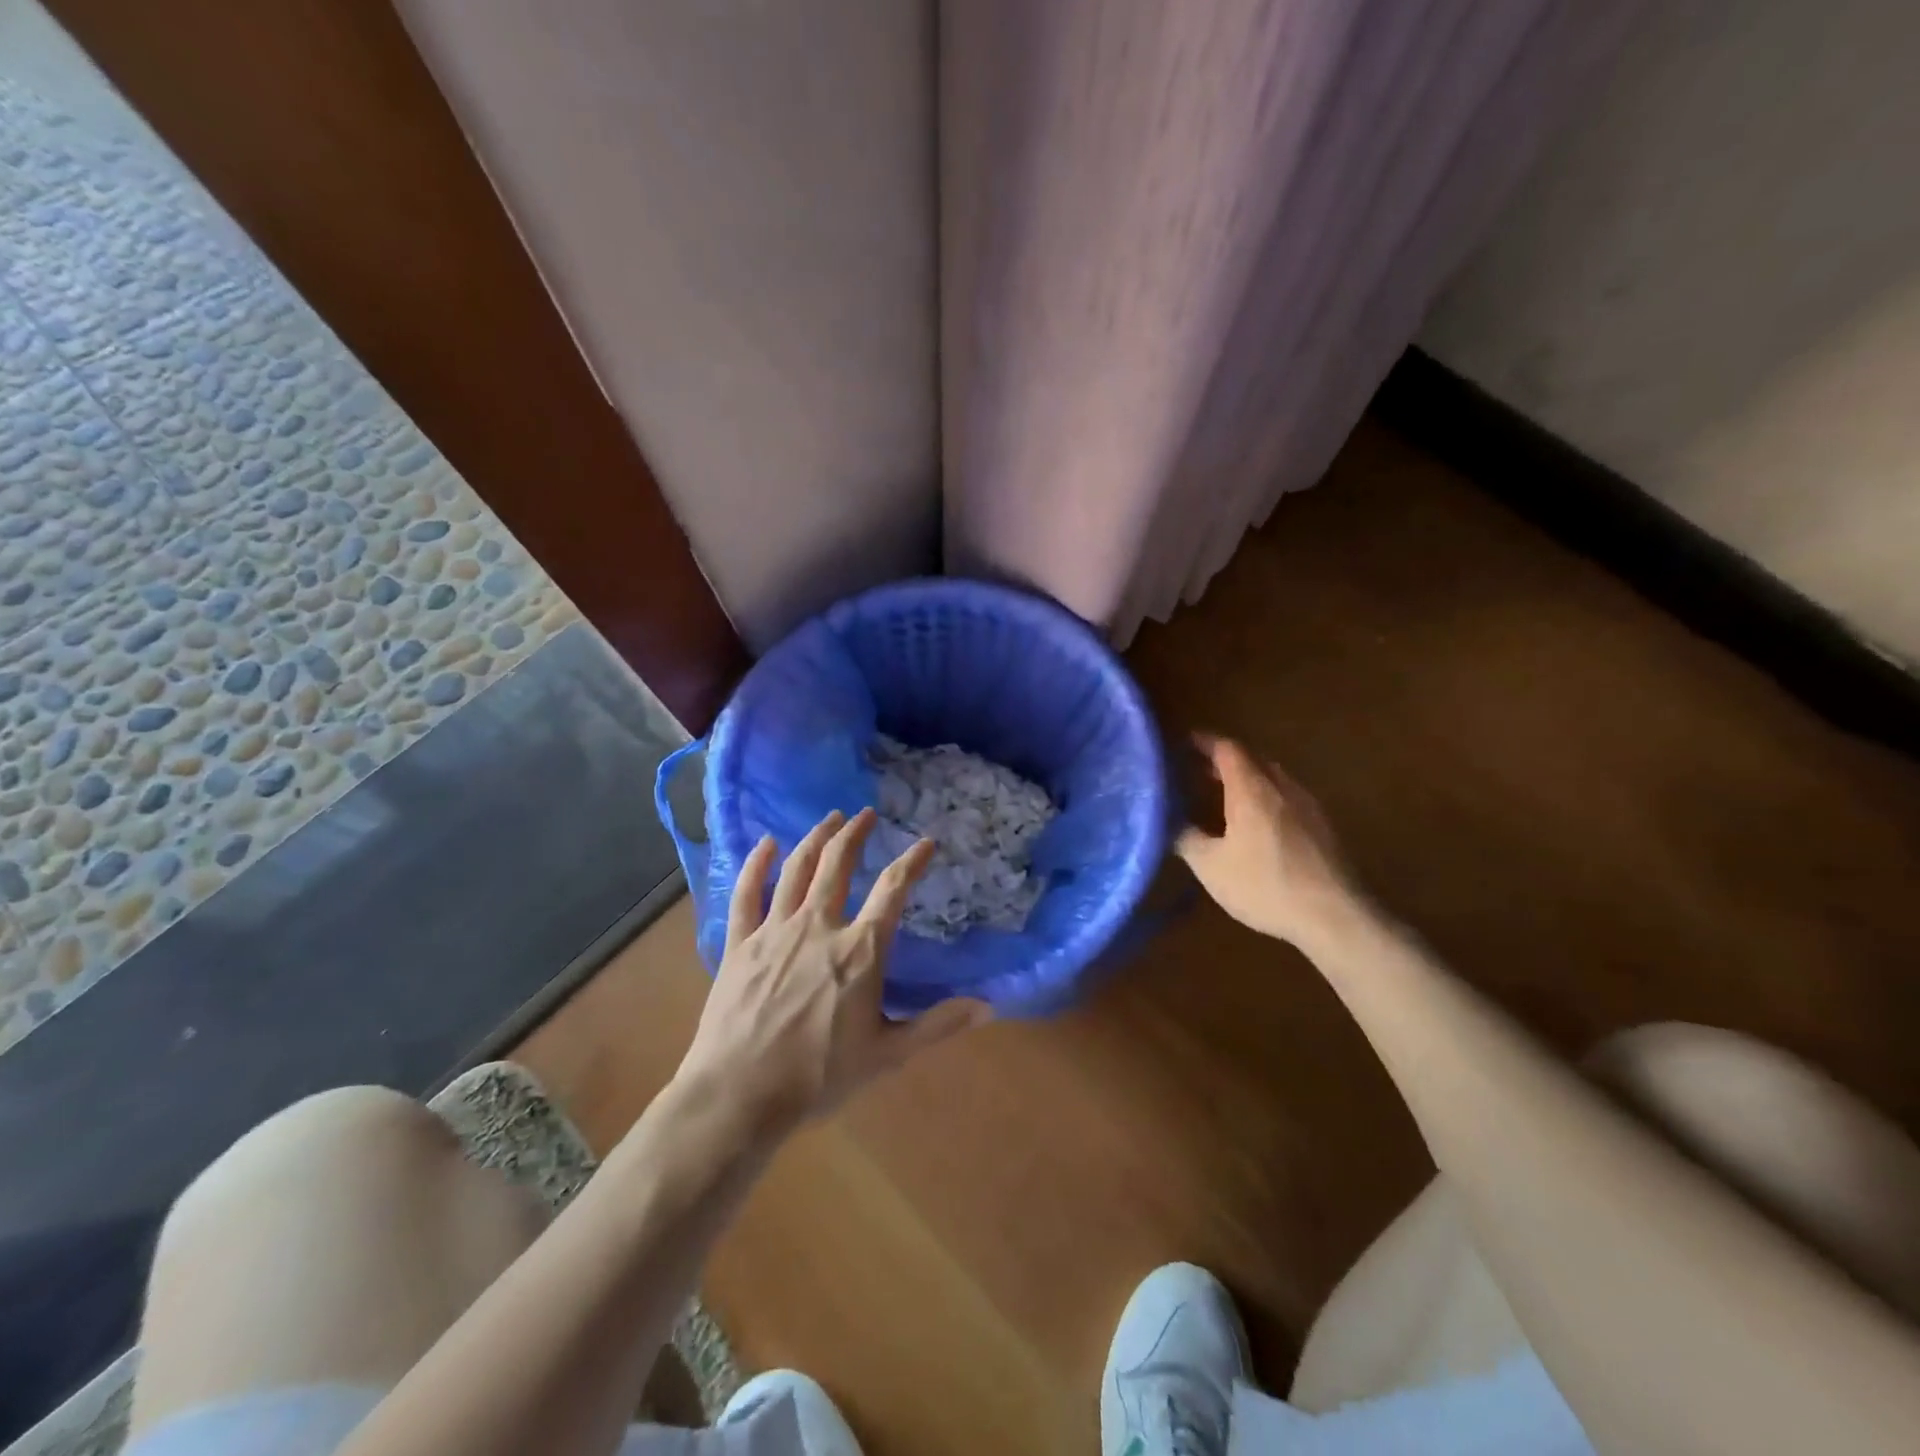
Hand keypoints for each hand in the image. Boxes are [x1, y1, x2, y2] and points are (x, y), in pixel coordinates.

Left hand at [678, 809, 991, 1138]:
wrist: (739, 1095)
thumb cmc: (819, 1076)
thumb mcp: (888, 1054)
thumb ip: (937, 1024)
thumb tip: (987, 1006)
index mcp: (860, 949)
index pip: (893, 889)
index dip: (913, 861)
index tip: (926, 843)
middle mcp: (819, 926)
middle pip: (838, 864)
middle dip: (854, 833)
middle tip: (865, 813)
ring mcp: (775, 930)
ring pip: (797, 869)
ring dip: (815, 838)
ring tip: (829, 819)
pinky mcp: (740, 943)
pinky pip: (747, 893)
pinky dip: (757, 864)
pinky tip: (765, 843)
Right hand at [1175, 735, 1360, 944]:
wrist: (1334, 916)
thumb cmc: (1265, 885)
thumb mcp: (1211, 866)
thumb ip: (1186, 838)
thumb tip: (1168, 822)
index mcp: (1252, 790)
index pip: (1227, 749)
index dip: (1205, 742)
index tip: (1184, 742)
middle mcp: (1282, 788)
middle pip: (1252, 760)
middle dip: (1225, 761)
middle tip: (1199, 771)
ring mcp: (1307, 806)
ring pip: (1273, 779)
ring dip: (1249, 779)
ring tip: (1226, 796)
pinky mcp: (1323, 827)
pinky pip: (1288, 798)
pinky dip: (1267, 798)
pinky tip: (1259, 824)